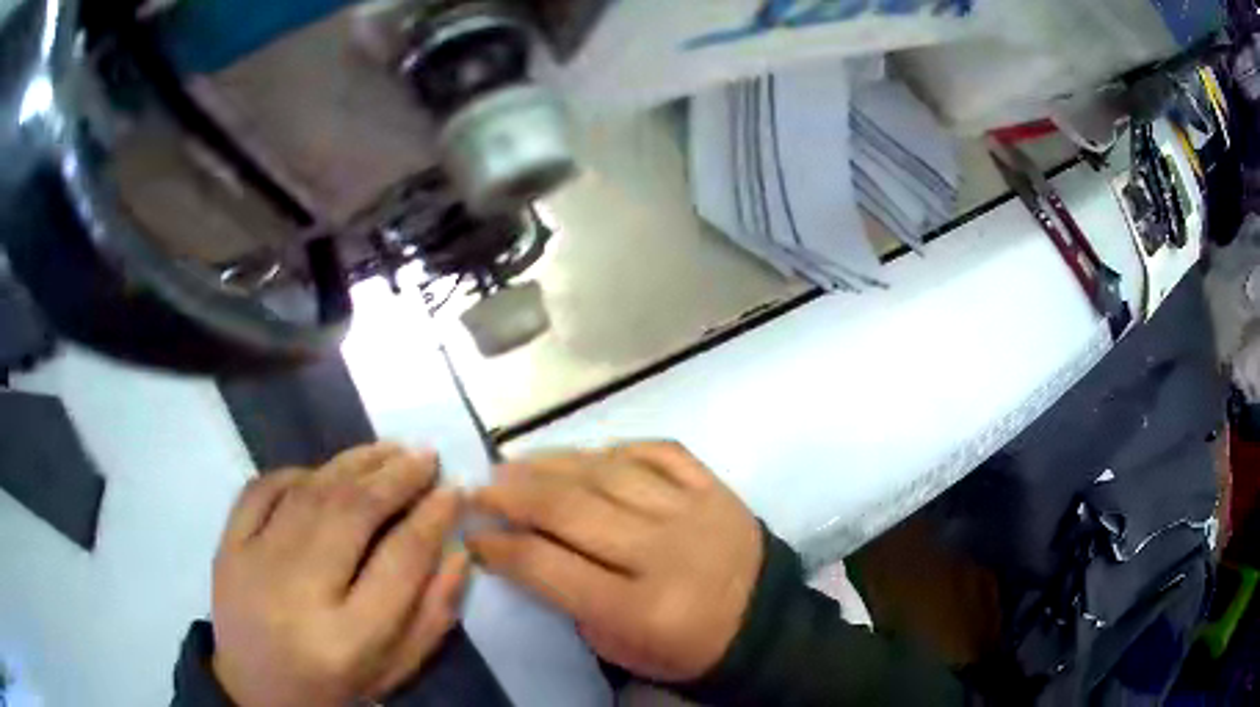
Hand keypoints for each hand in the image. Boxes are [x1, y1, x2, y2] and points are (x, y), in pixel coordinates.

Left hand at [211, 443, 468, 706]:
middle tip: (425, 456)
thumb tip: (457, 552)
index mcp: (349, 639)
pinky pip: (261, 489)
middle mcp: (299, 593)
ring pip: (310, 493)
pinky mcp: (227, 546)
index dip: (433, 518)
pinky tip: (323, 471)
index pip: (400, 561)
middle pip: (352, 514)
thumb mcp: (394, 670)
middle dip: (396, 477)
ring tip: (389, 449)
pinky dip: (296, 472)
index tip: (453, 490)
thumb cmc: (334, 688)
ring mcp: (254, 563)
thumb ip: (432, 616)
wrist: (256, 692)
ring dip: (354, 463)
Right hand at [467, 442, 762, 682]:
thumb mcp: (619, 648)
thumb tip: (523, 547)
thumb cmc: (685, 649)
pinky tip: (585, 456)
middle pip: (570, 509)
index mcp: (638, 607)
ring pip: (607, 472)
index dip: (499, 548)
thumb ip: (570, 599)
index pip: (547, 566)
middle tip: (481, 486)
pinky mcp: (714, 487)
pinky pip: (656, 452)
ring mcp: (692, 510)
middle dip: (513, 494)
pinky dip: (614, 449)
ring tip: (516, 463)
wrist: (764, 626)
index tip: (472, 535)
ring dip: (552, 463)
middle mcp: (663, 551)